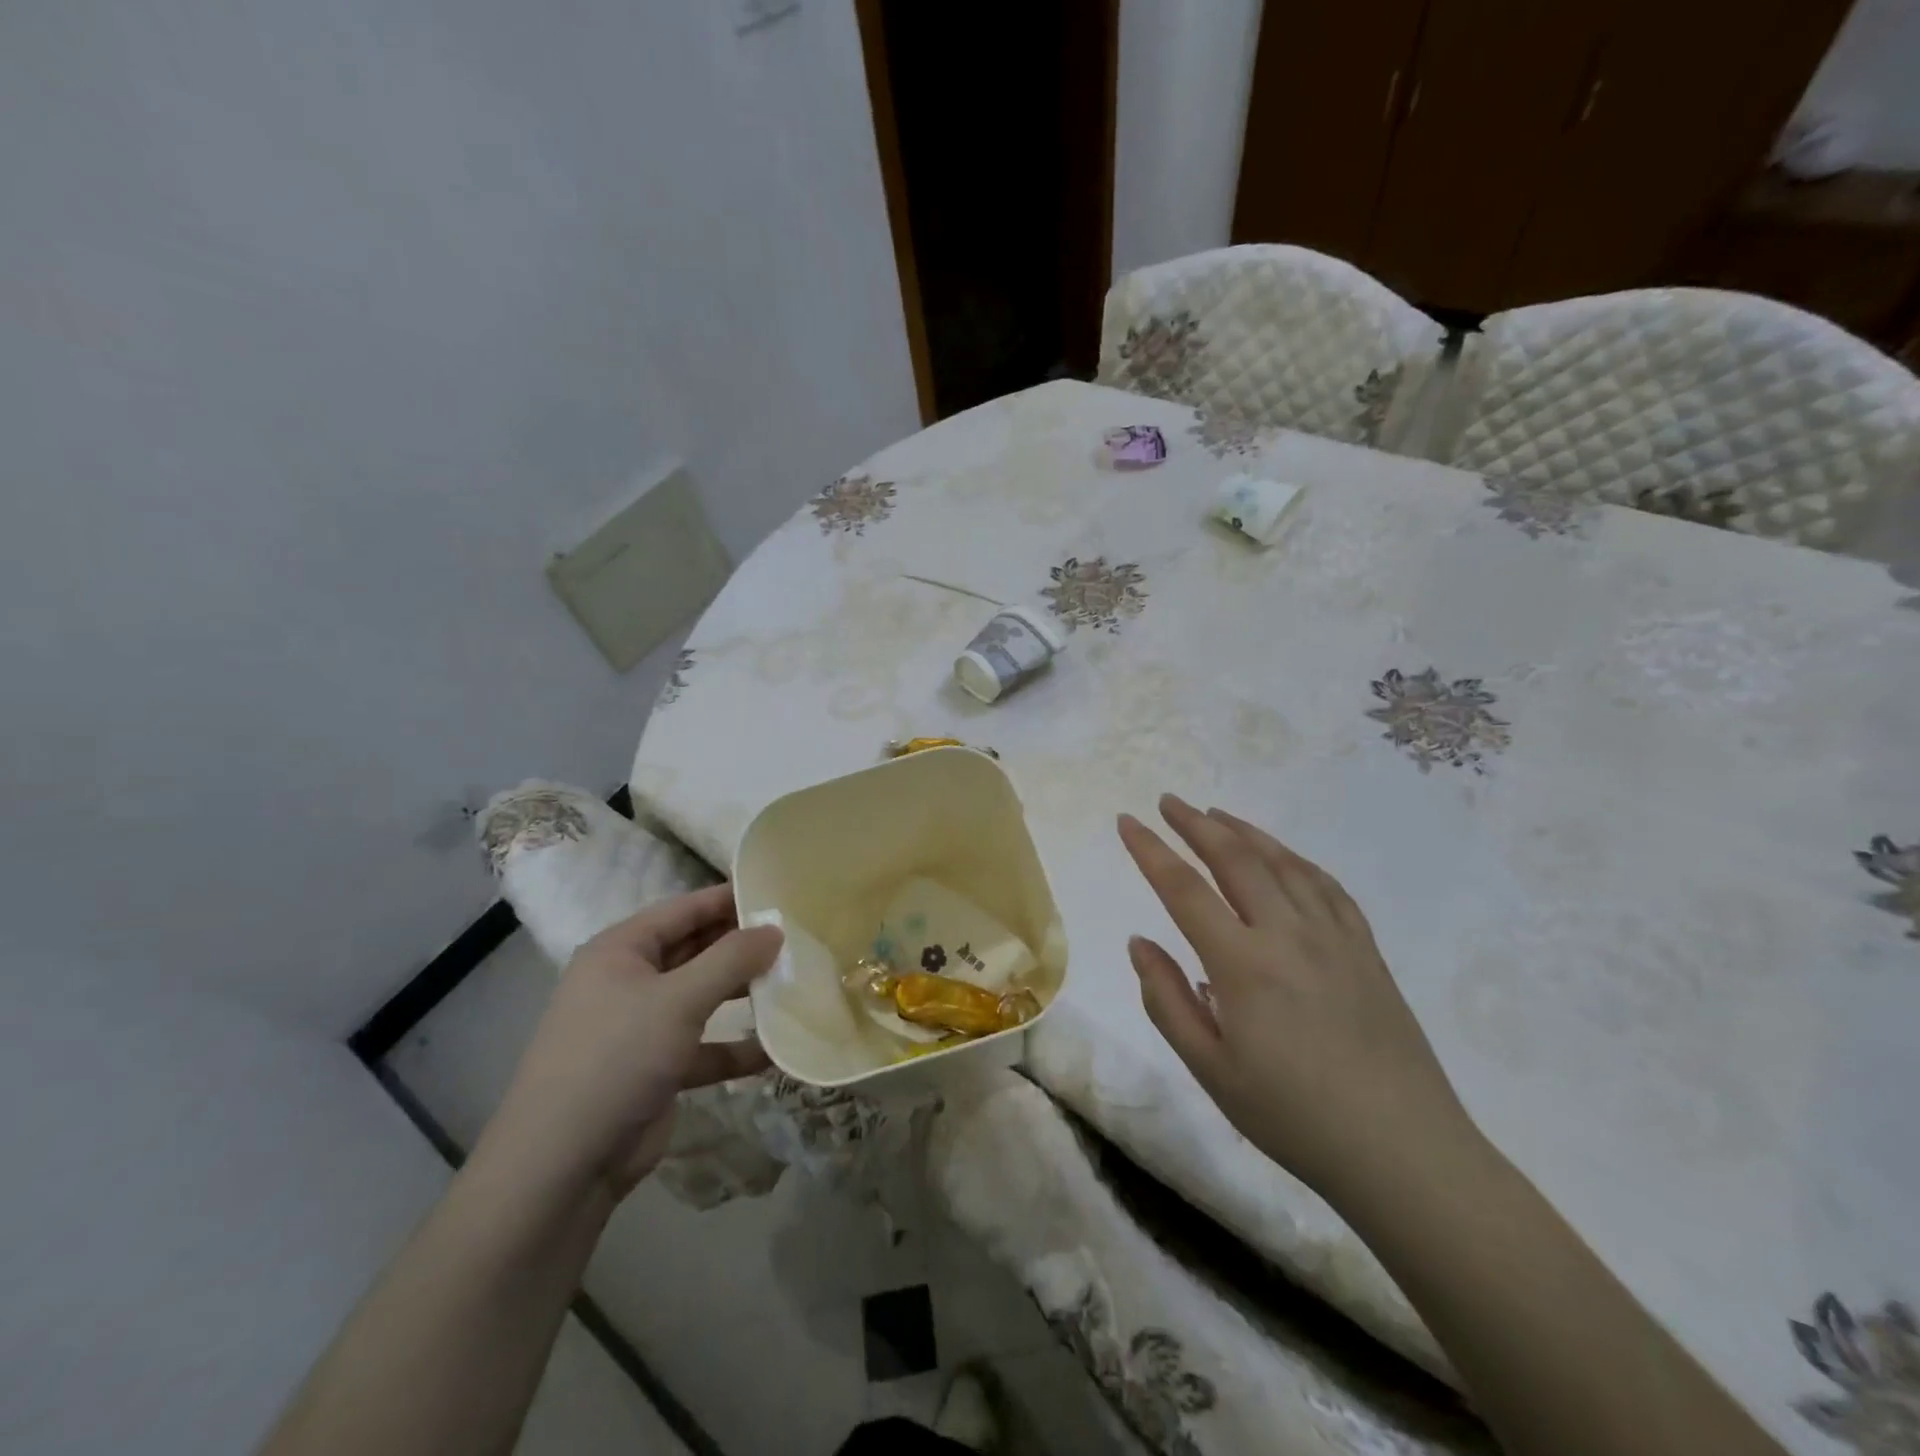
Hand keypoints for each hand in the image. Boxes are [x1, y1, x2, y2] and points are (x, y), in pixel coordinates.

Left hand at [473, 885, 780, 1206]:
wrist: (561, 1167)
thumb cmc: (617, 1058)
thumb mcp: (679, 999)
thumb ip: (731, 959)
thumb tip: (775, 929)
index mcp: (620, 951)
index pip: (684, 910)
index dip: (729, 899)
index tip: (778, 894)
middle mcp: (629, 981)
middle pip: (695, 950)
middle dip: (741, 947)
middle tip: (796, 939)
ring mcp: (641, 1027)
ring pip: (702, 997)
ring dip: (742, 994)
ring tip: (794, 984)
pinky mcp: (656, 1069)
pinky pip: (704, 1046)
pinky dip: (735, 1047)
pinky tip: (776, 1049)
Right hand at [1118, 795, 1474, 1206]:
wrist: (1403, 1152)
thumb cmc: (1293, 1117)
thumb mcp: (1211, 1069)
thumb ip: (1167, 999)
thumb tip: (1139, 941)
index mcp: (1243, 964)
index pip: (1184, 888)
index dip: (1150, 850)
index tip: (1127, 821)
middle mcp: (1287, 934)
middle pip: (1235, 859)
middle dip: (1196, 824)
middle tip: (1168, 802)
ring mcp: (1334, 937)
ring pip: (1283, 863)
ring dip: (1244, 832)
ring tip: (1215, 815)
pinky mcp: (1366, 949)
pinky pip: (1327, 886)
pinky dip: (1296, 860)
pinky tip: (1284, 857)